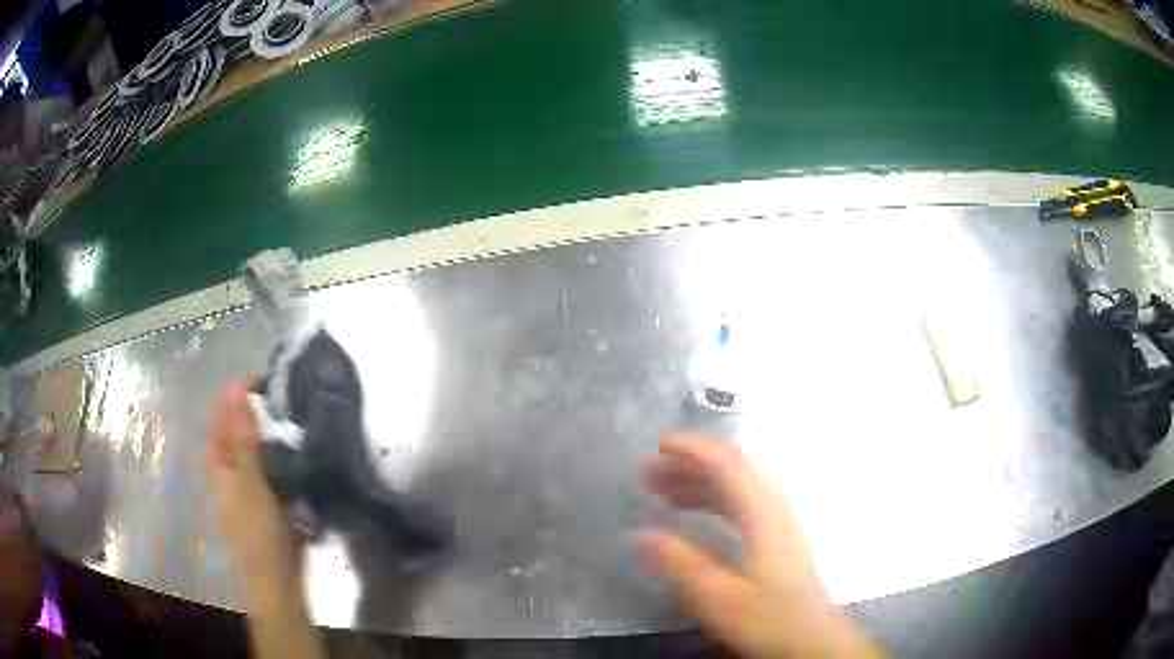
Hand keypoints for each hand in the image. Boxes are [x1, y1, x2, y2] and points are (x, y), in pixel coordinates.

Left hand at [205, 381, 298, 606]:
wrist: (277, 580)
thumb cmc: (259, 532)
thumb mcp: (251, 483)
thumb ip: (244, 440)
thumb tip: (236, 393)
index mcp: (219, 463)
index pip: (222, 417)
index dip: (236, 394)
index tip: (263, 379)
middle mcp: (229, 469)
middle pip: (238, 430)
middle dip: (255, 410)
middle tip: (283, 396)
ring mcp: (248, 485)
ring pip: (256, 447)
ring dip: (270, 431)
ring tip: (293, 416)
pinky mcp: (266, 498)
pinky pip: (271, 465)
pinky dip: (280, 453)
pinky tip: (297, 450)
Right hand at [638, 433, 882, 658]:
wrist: (813, 640)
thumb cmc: (770, 618)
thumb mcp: (719, 597)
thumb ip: (680, 564)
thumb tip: (638, 534)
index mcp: (764, 513)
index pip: (728, 463)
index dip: (692, 449)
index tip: (658, 445)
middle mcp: (775, 508)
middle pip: (733, 470)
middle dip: (689, 466)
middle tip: (648, 476)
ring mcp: (780, 522)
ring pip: (737, 487)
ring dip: (699, 484)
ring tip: (663, 495)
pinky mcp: (779, 538)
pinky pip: (743, 505)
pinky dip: (714, 502)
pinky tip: (696, 519)